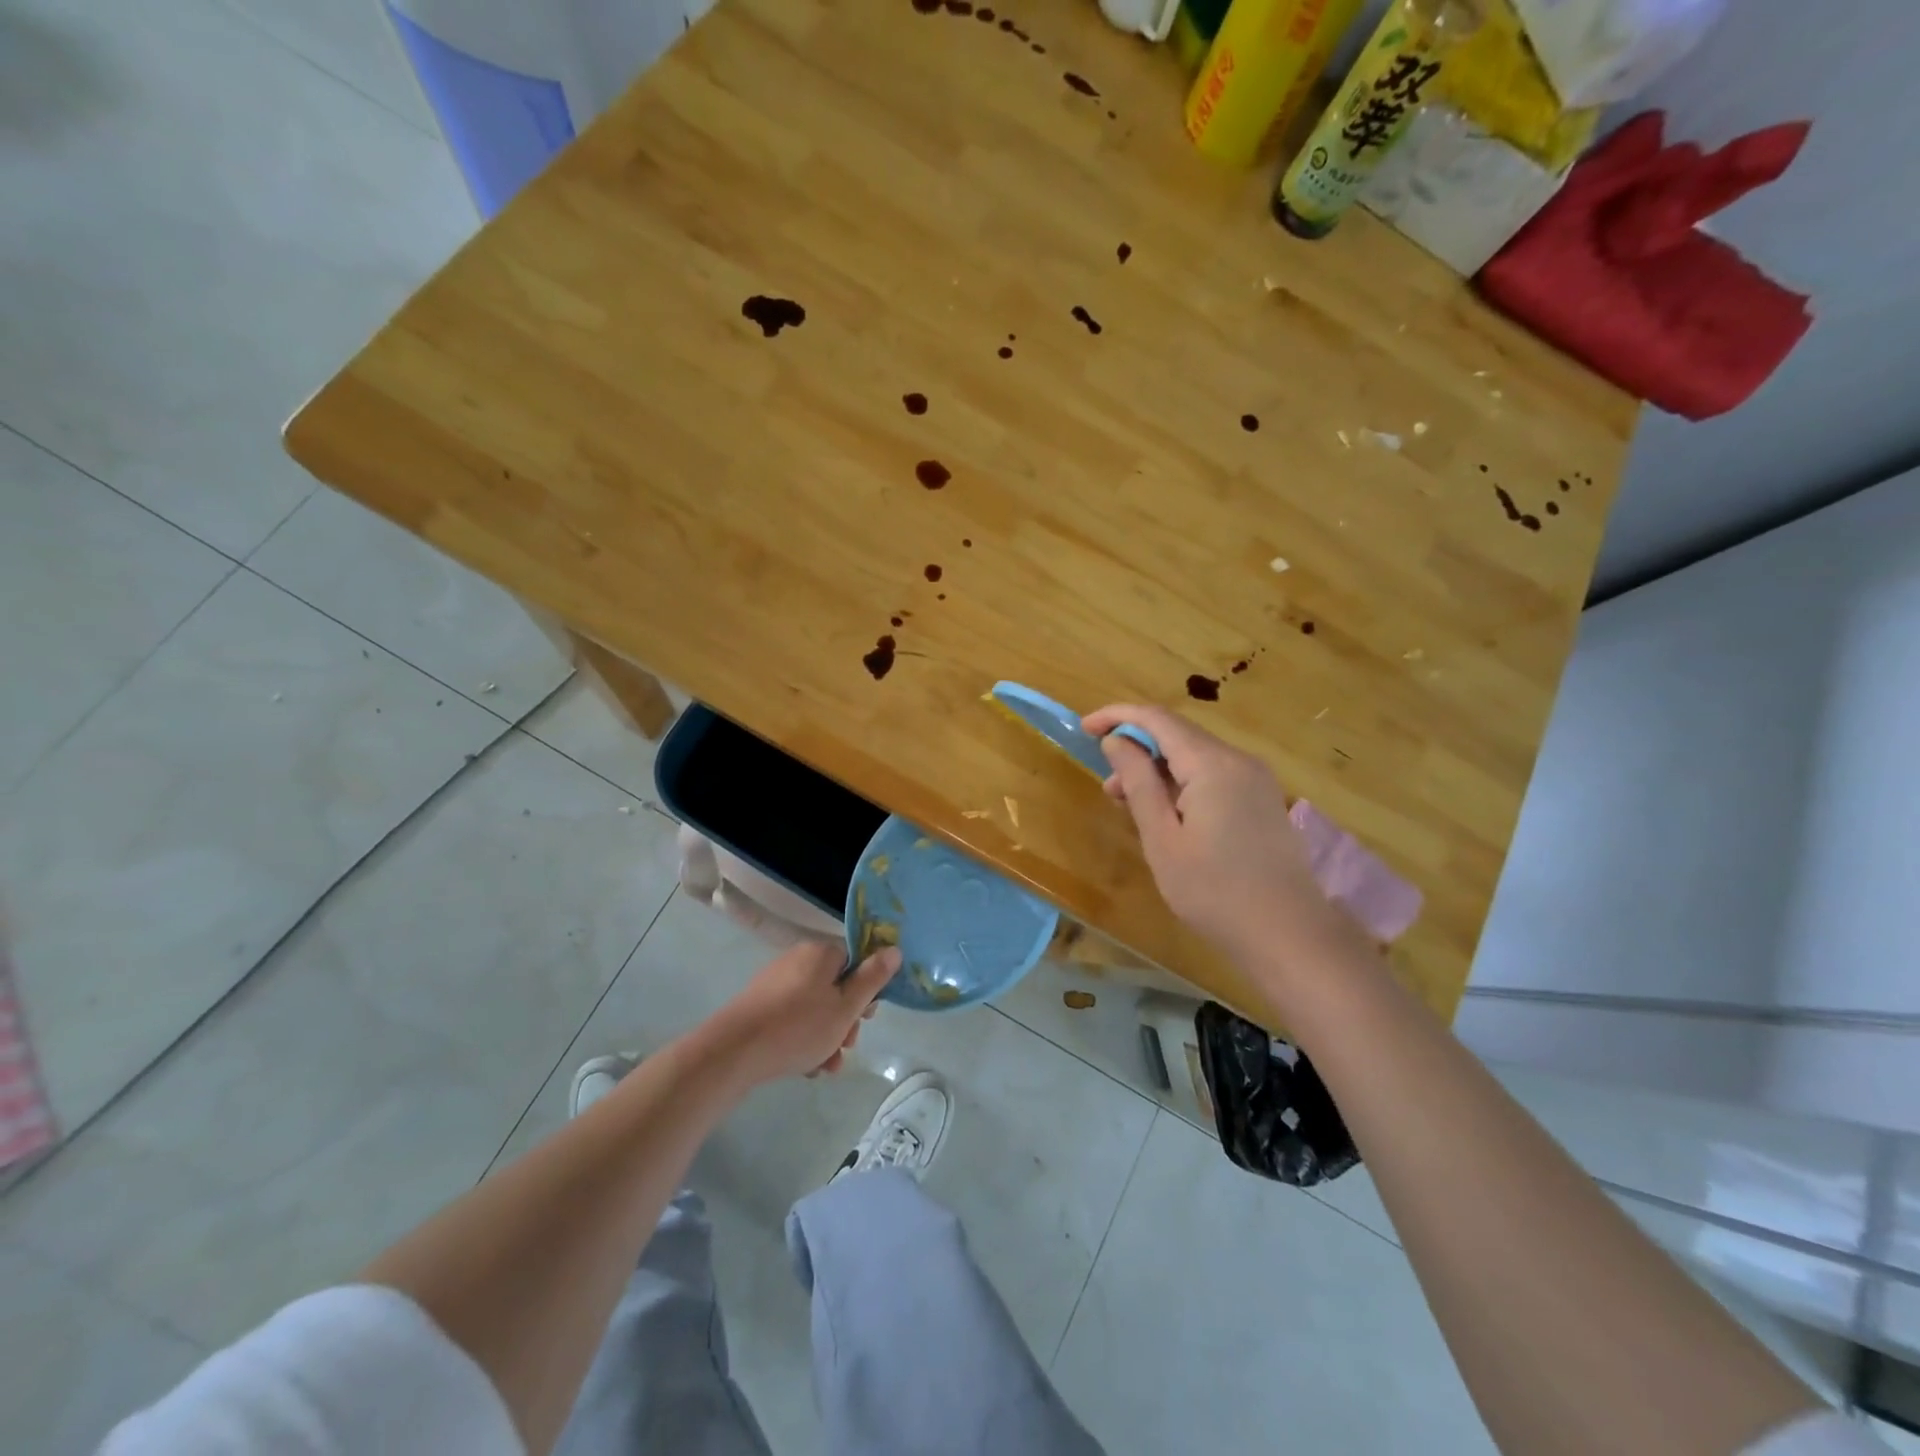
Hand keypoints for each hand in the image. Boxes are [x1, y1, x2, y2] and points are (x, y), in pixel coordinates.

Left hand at [702, 942, 900, 1085]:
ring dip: (827, 1036)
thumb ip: (872, 979)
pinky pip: (794, 1018)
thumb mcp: (846, 1008)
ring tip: (826, 1066)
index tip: (867, 1017)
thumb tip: (894, 949)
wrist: (733, 1052)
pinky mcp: (760, 1006)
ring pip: (815, 1007)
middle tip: (847, 1044)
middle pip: (836, 986)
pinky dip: (804, 1039)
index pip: (855, 960)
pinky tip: (806, 1067)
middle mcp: (798, 960)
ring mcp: (776, 983)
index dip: (866, 989)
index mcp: (821, 953)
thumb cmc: (798, 1027)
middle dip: (846, 1020)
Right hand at [1083, 704, 1354, 970]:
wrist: (1288, 933)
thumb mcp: (1162, 839)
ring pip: (1195, 756)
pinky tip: (1165, 814)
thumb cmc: (1214, 891)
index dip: (1118, 716)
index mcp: (1212, 764)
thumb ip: (1138, 783)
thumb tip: (1116, 742)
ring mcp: (1255, 779)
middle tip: (1107, 785)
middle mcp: (1238, 760)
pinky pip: (1213, 775)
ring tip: (1127, 804)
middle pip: (1178, 734)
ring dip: (1157, 769)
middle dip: (1137, 748)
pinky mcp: (1261, 799)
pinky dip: (1181, 783)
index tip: (1085, 728)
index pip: (1157, 719)